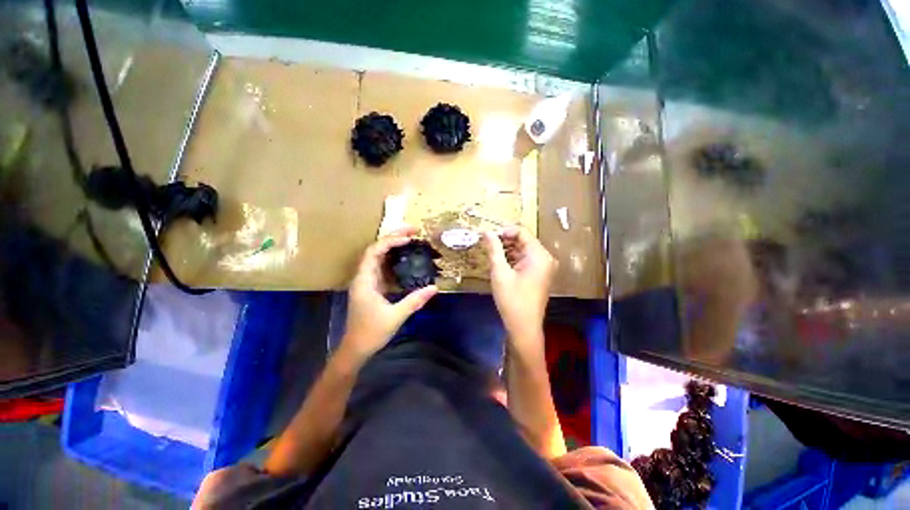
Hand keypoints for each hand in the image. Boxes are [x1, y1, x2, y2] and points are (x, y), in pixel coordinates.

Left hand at [342, 227, 437, 359]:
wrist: (356, 348)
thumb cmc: (371, 332)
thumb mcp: (395, 316)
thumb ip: (414, 300)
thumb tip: (435, 288)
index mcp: (365, 280)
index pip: (374, 252)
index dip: (390, 241)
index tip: (409, 239)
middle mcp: (364, 276)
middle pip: (376, 249)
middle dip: (393, 237)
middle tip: (413, 230)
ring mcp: (367, 281)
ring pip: (379, 256)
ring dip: (393, 246)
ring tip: (411, 239)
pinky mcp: (373, 287)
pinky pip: (383, 266)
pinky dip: (394, 258)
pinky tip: (406, 258)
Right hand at [485, 226, 556, 348]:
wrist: (524, 328)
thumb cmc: (512, 300)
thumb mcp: (500, 273)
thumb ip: (494, 249)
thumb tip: (487, 231)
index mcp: (539, 255)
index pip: (522, 232)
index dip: (504, 231)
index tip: (488, 236)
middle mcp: (545, 258)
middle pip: (524, 240)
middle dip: (505, 240)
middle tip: (487, 245)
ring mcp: (544, 267)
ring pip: (524, 250)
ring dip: (508, 250)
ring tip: (491, 254)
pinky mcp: (540, 274)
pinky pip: (526, 259)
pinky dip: (513, 258)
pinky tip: (500, 263)